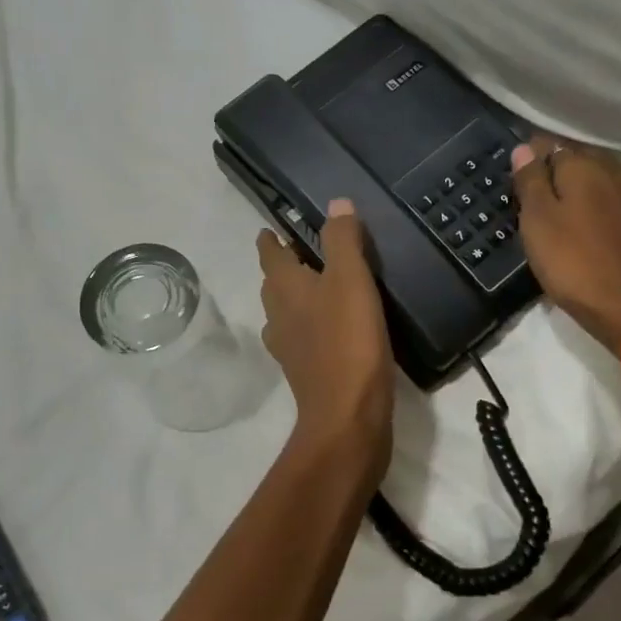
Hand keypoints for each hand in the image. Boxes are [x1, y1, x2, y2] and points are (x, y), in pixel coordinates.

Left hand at [257, 199, 394, 479]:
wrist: (348, 416)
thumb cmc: (348, 341)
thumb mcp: (350, 280)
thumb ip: (342, 240)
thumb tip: (336, 203)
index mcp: (284, 290)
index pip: (269, 255)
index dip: (270, 239)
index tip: (273, 228)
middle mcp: (279, 317)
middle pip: (275, 284)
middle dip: (285, 267)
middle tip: (307, 252)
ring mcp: (290, 349)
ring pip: (288, 313)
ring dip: (299, 297)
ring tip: (323, 287)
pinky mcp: (307, 373)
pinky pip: (305, 338)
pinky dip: (314, 325)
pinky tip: (335, 328)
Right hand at [511, 137, 620, 351]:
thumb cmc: (571, 260)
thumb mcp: (538, 219)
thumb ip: (530, 180)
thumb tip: (524, 148)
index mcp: (583, 165)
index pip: (549, 144)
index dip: (528, 159)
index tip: (514, 183)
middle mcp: (610, 170)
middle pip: (574, 158)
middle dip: (551, 171)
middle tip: (528, 200)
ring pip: (592, 178)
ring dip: (572, 188)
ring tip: (551, 212)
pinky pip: (606, 197)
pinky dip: (589, 203)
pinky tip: (578, 224)